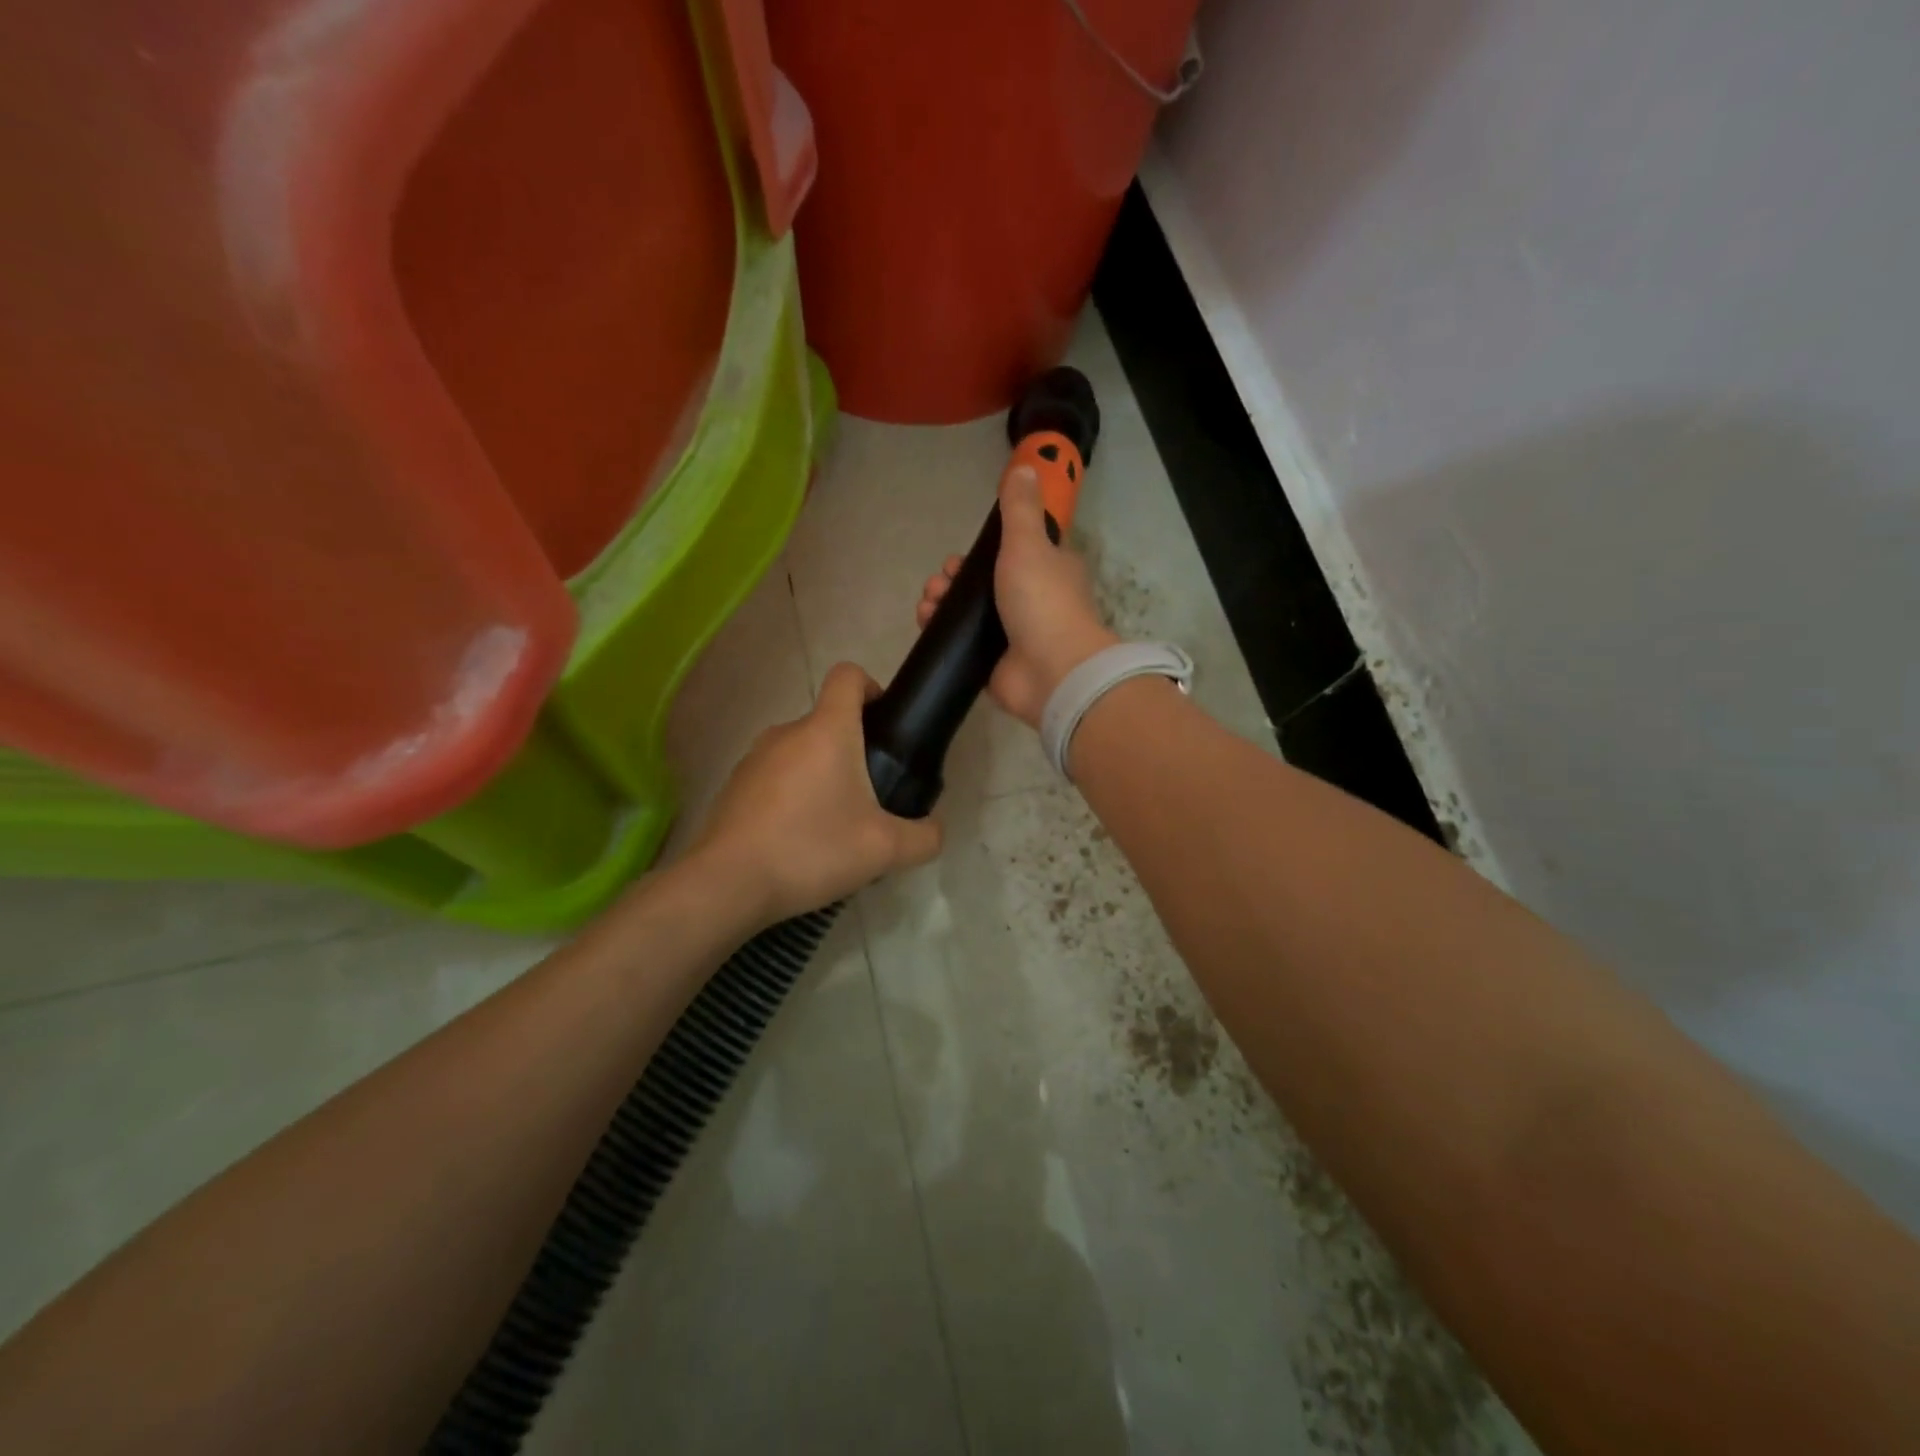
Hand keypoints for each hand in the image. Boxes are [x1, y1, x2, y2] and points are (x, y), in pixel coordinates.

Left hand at [689, 662, 943, 923]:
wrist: (728, 884)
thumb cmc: (812, 849)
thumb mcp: (885, 850)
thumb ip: (925, 836)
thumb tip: (933, 829)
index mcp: (827, 730)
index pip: (848, 675)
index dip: (872, 687)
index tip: (885, 724)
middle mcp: (787, 731)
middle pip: (828, 720)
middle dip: (854, 749)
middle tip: (871, 797)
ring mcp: (755, 757)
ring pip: (801, 751)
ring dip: (822, 775)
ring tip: (834, 825)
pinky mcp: (735, 785)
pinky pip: (776, 777)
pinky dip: (792, 795)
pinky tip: (798, 840)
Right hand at [916, 463, 1116, 726]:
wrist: (1052, 672)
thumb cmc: (1042, 601)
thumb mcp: (1029, 543)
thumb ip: (1020, 508)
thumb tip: (1026, 466)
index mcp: (1047, 569)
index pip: (1010, 552)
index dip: (980, 553)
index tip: (959, 557)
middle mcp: (1031, 600)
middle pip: (981, 583)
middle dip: (952, 580)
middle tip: (940, 583)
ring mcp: (1012, 635)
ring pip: (967, 613)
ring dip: (941, 604)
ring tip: (928, 606)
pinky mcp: (994, 663)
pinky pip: (962, 643)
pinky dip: (942, 633)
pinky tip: (926, 626)